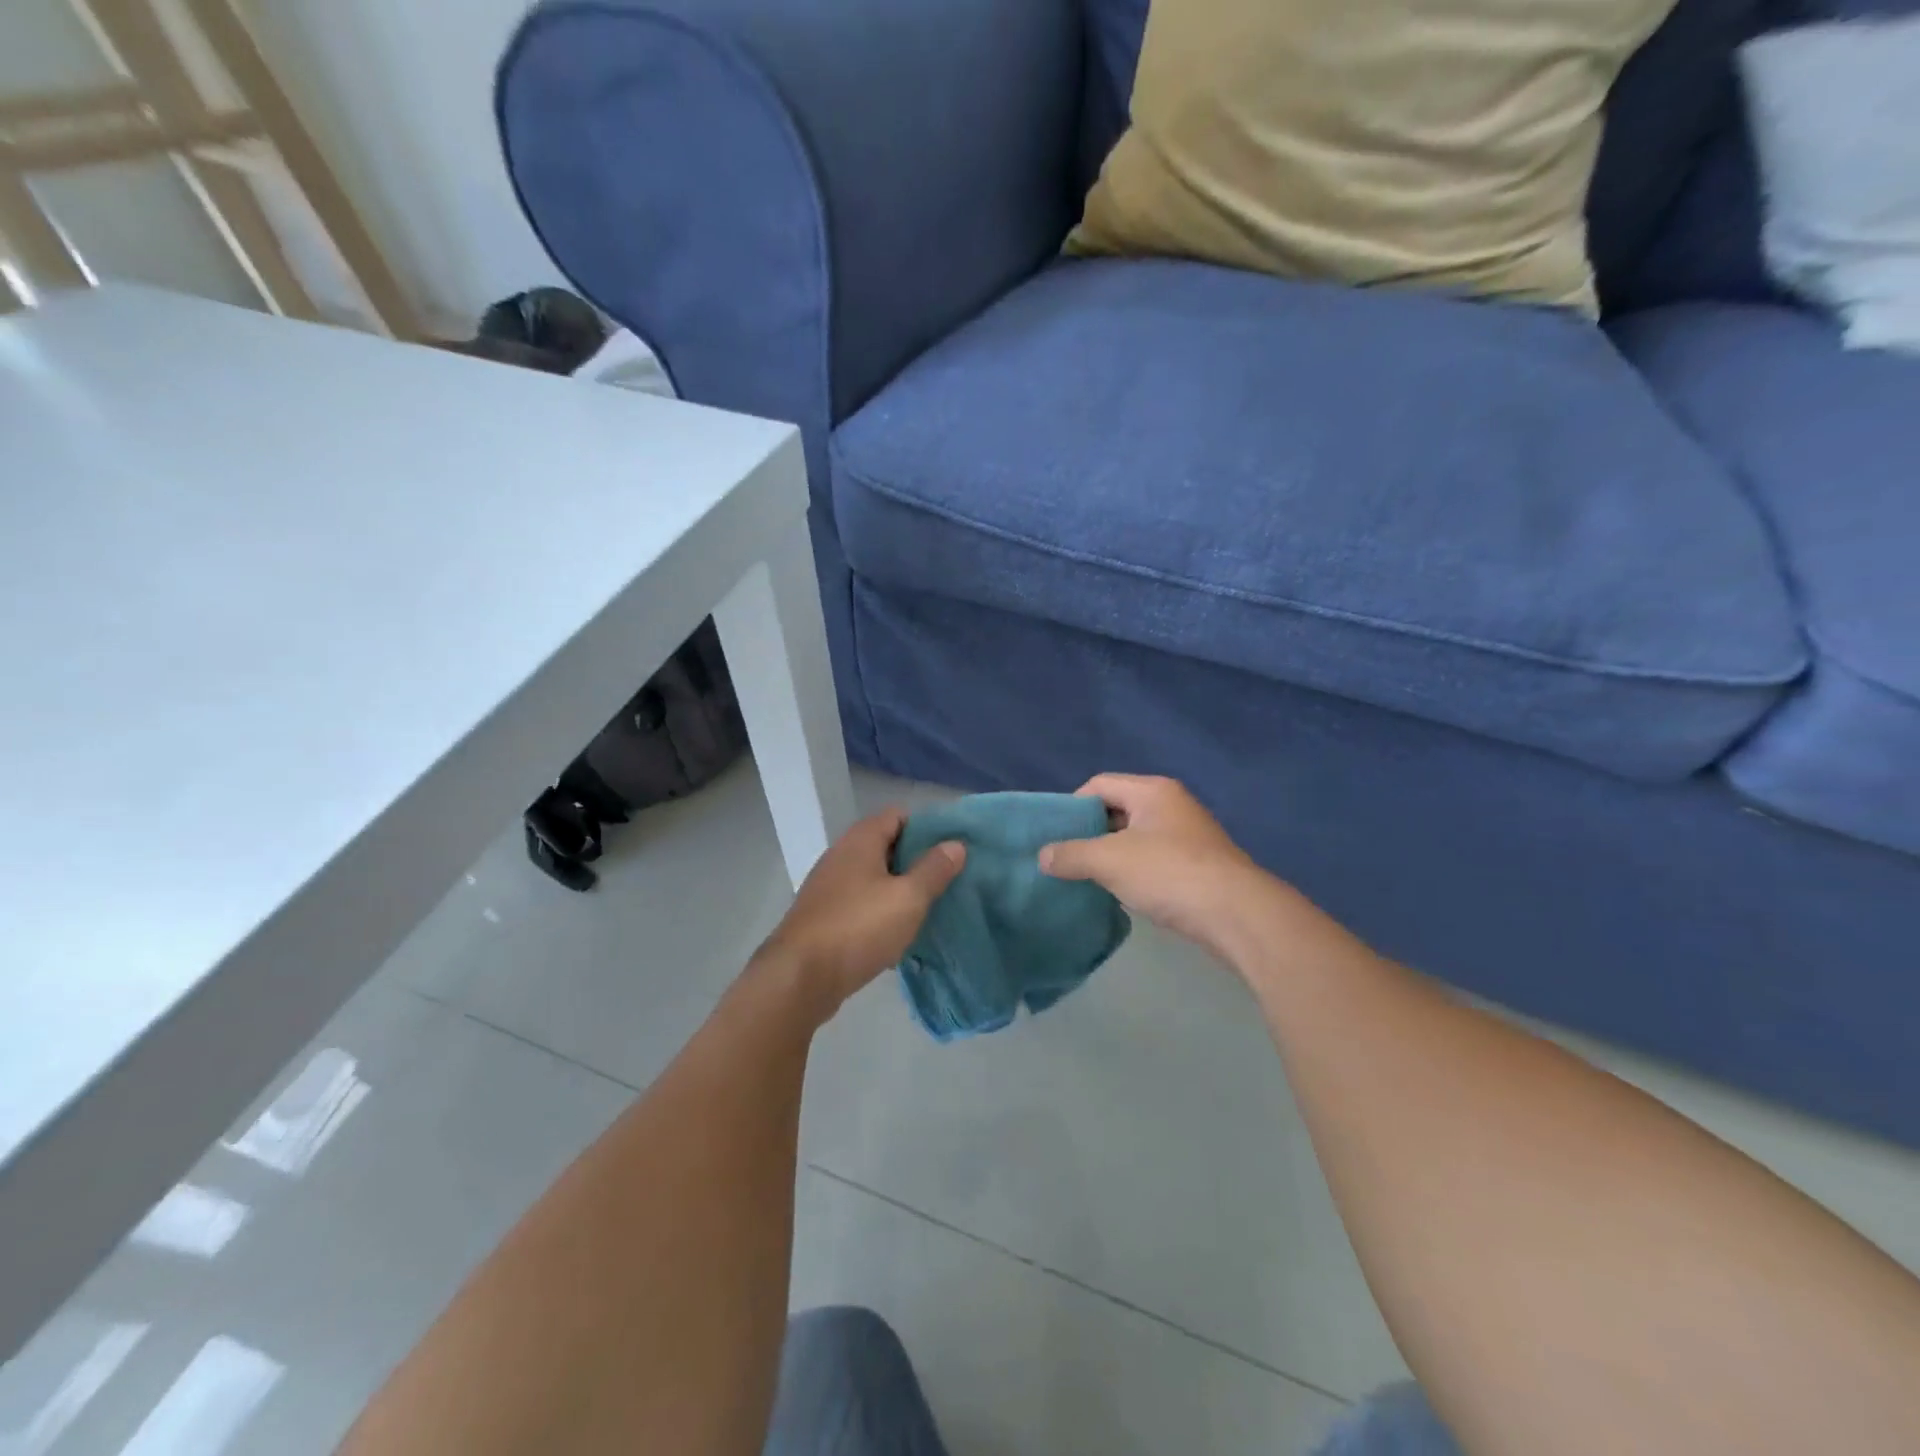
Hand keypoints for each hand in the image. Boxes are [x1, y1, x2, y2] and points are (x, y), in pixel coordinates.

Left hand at [757, 807, 964, 1020]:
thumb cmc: (858, 928)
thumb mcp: (908, 898)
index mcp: (861, 840)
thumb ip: (934, 869)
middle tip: (947, 880)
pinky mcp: (823, 916)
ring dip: (899, 890)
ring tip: (928, 908)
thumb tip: (955, 844)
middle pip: (886, 846)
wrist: (799, 978)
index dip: (928, 828)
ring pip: (873, 878)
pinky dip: (880, 912)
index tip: (952, 850)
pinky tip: (897, 935)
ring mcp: (828, 887)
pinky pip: (860, 904)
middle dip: (917, 861)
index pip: (899, 815)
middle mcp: (841, 855)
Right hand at [1039, 775, 1271, 956]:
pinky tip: (1121, 895)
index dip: (1072, 806)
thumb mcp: (1109, 860)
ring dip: (1111, 857)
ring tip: (1087, 880)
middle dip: (1090, 833)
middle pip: (1117, 810)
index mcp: (1152, 791)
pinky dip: (1133, 873)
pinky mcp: (1198, 866)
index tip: (1055, 836)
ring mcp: (1188, 836)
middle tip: (1065, 859)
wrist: (1237, 915)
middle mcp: (1172, 806)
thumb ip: (1071, 854)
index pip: (1099, 784)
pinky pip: (1153, 861)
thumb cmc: (1169, 873)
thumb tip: (1043, 856)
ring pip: (1135, 839)